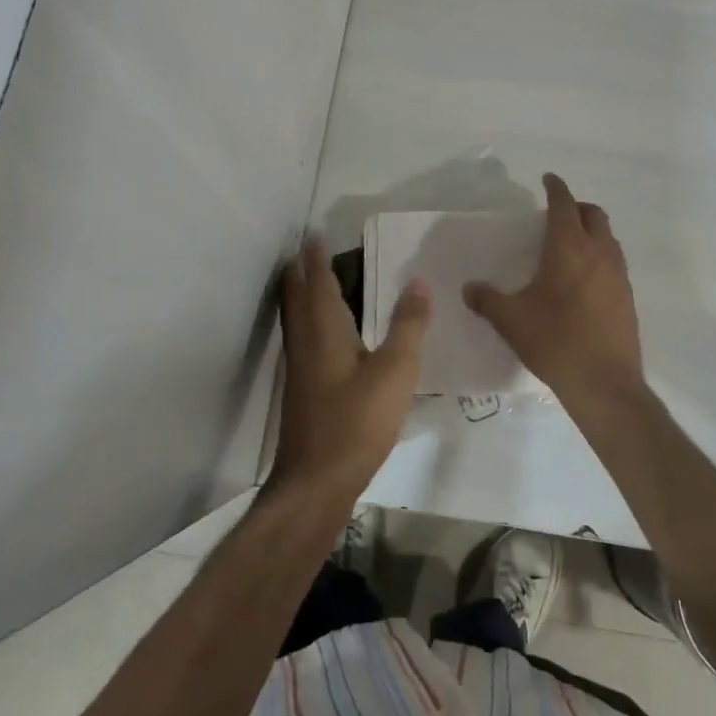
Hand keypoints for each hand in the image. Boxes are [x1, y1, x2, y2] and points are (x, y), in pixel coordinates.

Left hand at [269, 236, 431, 508]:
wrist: (315, 481)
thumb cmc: (356, 421)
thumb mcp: (395, 372)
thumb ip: (408, 326)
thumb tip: (419, 282)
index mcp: (324, 329)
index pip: (317, 281)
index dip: (316, 256)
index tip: (316, 234)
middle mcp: (304, 341)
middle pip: (296, 296)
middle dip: (301, 271)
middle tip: (311, 252)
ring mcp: (299, 368)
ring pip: (296, 319)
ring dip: (303, 296)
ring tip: (316, 283)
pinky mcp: (302, 390)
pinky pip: (303, 339)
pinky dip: (310, 322)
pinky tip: (328, 337)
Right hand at [464, 173, 644, 404]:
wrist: (604, 383)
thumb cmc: (554, 340)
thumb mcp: (510, 319)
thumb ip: (487, 299)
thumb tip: (469, 289)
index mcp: (569, 247)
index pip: (564, 204)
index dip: (555, 188)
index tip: (547, 179)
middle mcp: (599, 253)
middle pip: (593, 214)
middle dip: (576, 207)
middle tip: (555, 215)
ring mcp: (618, 275)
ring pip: (608, 238)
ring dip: (591, 231)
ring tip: (568, 246)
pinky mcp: (627, 297)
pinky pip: (614, 263)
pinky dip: (599, 257)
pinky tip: (582, 280)